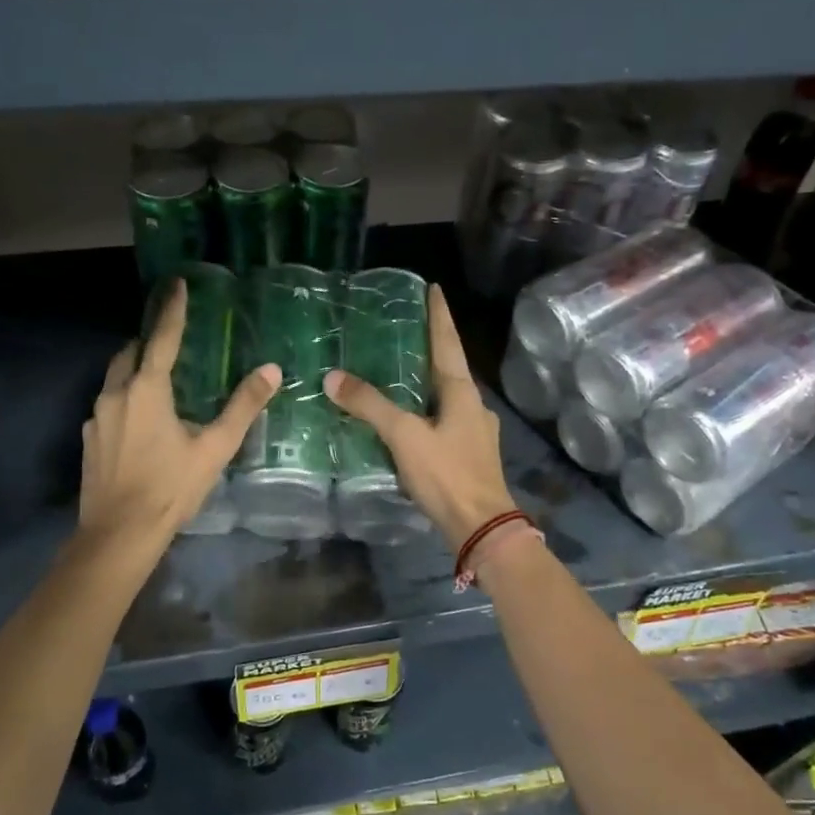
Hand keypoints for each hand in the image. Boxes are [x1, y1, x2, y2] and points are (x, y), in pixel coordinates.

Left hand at [80, 280, 280, 542]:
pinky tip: (140, 423)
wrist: (118, 534)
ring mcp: (96, 418)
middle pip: (130, 353)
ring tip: (158, 380)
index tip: (176, 283)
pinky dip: (124, 400)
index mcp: (147, 389)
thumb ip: (242, 407)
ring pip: (115, 379)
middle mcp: (116, 394)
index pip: (163, 338)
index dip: (172, 309)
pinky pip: (108, 406)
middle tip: (169, 339)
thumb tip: (271, 371)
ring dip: (134, 371)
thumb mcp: (214, 448)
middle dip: (148, 341)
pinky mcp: (88, 440)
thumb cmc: (170, 488)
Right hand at [325, 283, 517, 550]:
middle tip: (405, 328)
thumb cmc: (447, 474)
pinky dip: (425, 410)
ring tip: (400, 372)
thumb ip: (370, 406)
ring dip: (426, 381)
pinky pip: (443, 421)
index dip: (439, 315)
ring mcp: (475, 431)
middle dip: (430, 346)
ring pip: (446, 396)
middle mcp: (473, 406)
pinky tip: (408, 420)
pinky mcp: (469, 455)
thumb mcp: (404, 436)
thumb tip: (333, 377)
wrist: (481, 527)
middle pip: (448, 367)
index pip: (448, 342)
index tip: (434, 288)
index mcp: (462, 392)